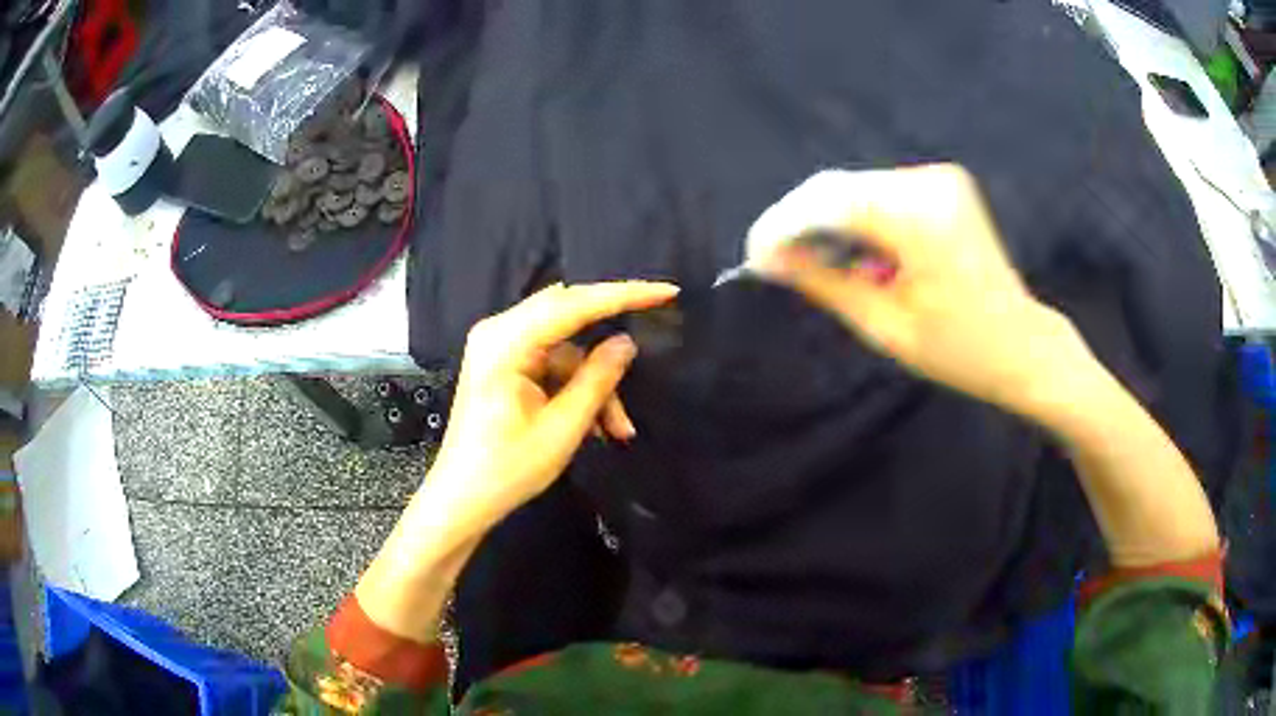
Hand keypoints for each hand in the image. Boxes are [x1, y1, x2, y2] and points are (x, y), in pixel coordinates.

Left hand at [354, 281, 676, 641]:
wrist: (463, 499)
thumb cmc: (506, 470)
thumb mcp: (562, 429)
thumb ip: (597, 380)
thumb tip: (627, 343)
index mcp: (505, 343)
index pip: (572, 303)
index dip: (622, 295)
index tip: (665, 291)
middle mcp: (498, 332)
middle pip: (568, 315)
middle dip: (608, 348)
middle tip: (648, 352)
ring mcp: (499, 346)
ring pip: (566, 348)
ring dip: (594, 383)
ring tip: (618, 428)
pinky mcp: (505, 363)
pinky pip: (553, 363)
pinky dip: (577, 388)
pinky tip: (596, 424)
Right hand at [748, 164, 1094, 417]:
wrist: (1023, 344)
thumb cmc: (961, 351)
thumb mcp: (885, 326)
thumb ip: (823, 283)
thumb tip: (768, 260)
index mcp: (920, 220)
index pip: (828, 201)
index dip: (781, 225)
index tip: (755, 258)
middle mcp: (930, 184)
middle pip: (838, 187)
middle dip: (799, 223)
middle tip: (776, 264)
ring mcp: (939, 178)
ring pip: (855, 188)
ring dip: (826, 222)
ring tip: (817, 267)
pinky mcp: (943, 184)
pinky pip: (879, 193)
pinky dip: (856, 219)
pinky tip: (855, 254)